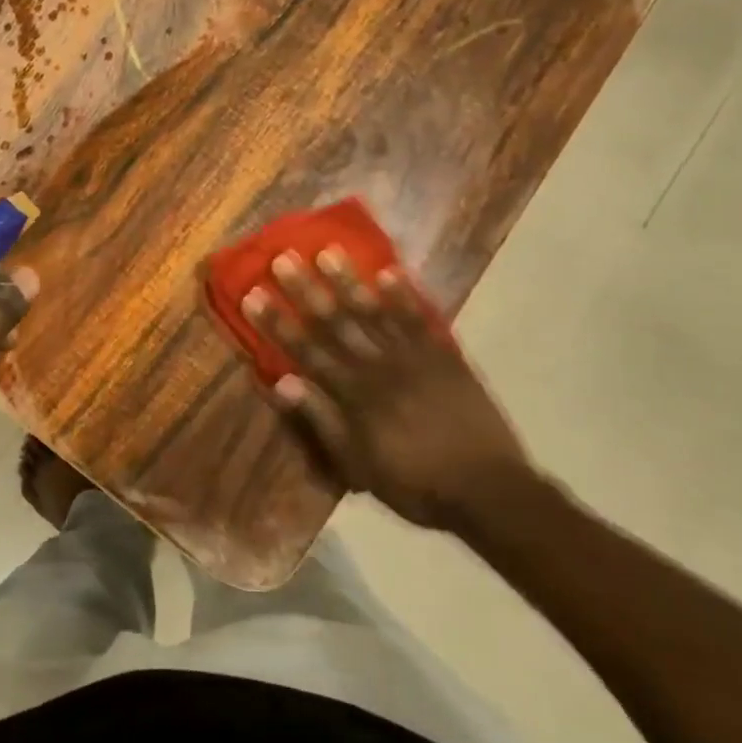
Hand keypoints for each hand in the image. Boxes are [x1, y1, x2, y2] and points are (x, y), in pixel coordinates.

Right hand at [241, 248, 534, 529]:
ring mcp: (414, 357)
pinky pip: (422, 320)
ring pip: (375, 312)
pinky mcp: (446, 357)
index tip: (254, 293)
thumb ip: (320, 421)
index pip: (306, 351)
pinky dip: (405, 296)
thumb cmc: (415, 484)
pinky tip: (390, 271)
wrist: (488, 491)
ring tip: (328, 251)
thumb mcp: (358, 466)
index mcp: (354, 395)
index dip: (278, 322)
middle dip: (306, 290)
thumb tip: (281, 382)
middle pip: (336, 323)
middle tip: (283, 257)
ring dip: (349, 281)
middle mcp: (379, 367)